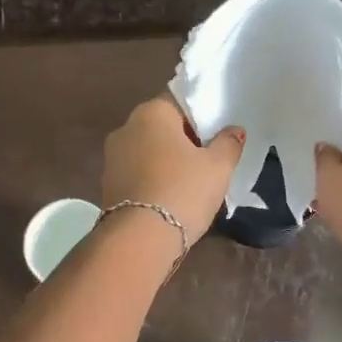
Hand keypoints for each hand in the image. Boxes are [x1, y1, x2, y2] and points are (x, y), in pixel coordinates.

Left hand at [102, 95, 244, 240]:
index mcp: (151, 113)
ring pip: (148, 151)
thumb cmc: (183, 191)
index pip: (179, 101)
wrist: (140, 240)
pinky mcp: (108, 185)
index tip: (217, 133)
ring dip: (167, 161)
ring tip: (192, 181)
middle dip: (184, 139)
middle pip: (161, 126)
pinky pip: (138, 173)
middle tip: (209, 157)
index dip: (201, 115)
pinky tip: (171, 196)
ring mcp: (112, 158)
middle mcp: (125, 128)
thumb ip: (228, 144)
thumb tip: (233, 131)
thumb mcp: (218, 167)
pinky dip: (154, 179)